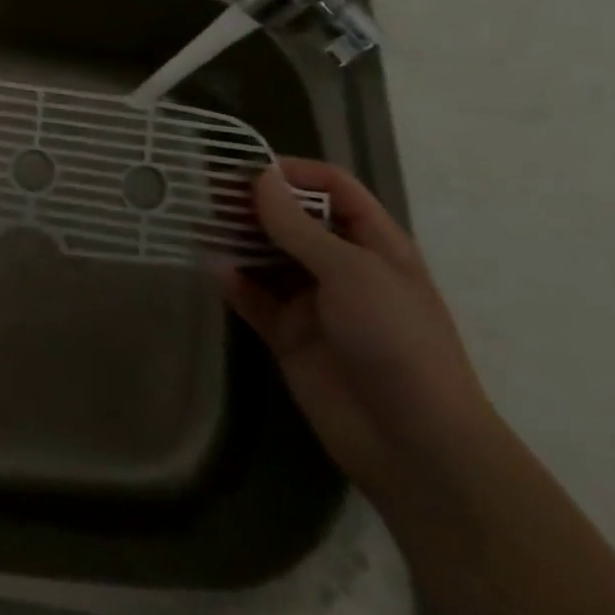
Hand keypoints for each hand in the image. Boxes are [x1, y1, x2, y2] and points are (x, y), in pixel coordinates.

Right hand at [217, 159, 500, 497]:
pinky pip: (254, 299)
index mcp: (374, 244)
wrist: (415, 446)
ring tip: (199, 222)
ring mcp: (315, 303)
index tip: (247, 167)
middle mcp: (342, 266)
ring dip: (237, 239)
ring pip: (267, 257)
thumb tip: (259, 177)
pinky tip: (215, 271)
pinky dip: (234, 283)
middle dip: (253, 204)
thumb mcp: (350, 271)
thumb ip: (297, 225)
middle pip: (293, 220)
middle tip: (207, 191)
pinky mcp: (289, 336)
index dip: (294, 172)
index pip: (334, 188)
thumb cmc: (396, 341)